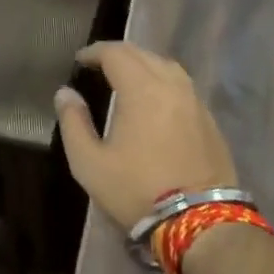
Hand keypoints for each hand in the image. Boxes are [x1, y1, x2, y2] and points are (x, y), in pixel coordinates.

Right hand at [54, 42, 239, 229]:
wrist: (200, 222)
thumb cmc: (136, 190)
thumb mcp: (90, 163)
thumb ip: (74, 122)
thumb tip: (65, 93)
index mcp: (141, 89)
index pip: (116, 53)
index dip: (95, 52)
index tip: (80, 60)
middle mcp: (171, 85)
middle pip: (143, 54)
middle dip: (118, 54)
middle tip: (98, 65)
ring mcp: (195, 101)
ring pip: (167, 66)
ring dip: (143, 64)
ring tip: (126, 78)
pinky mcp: (208, 120)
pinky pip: (182, 86)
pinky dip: (163, 81)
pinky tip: (154, 100)